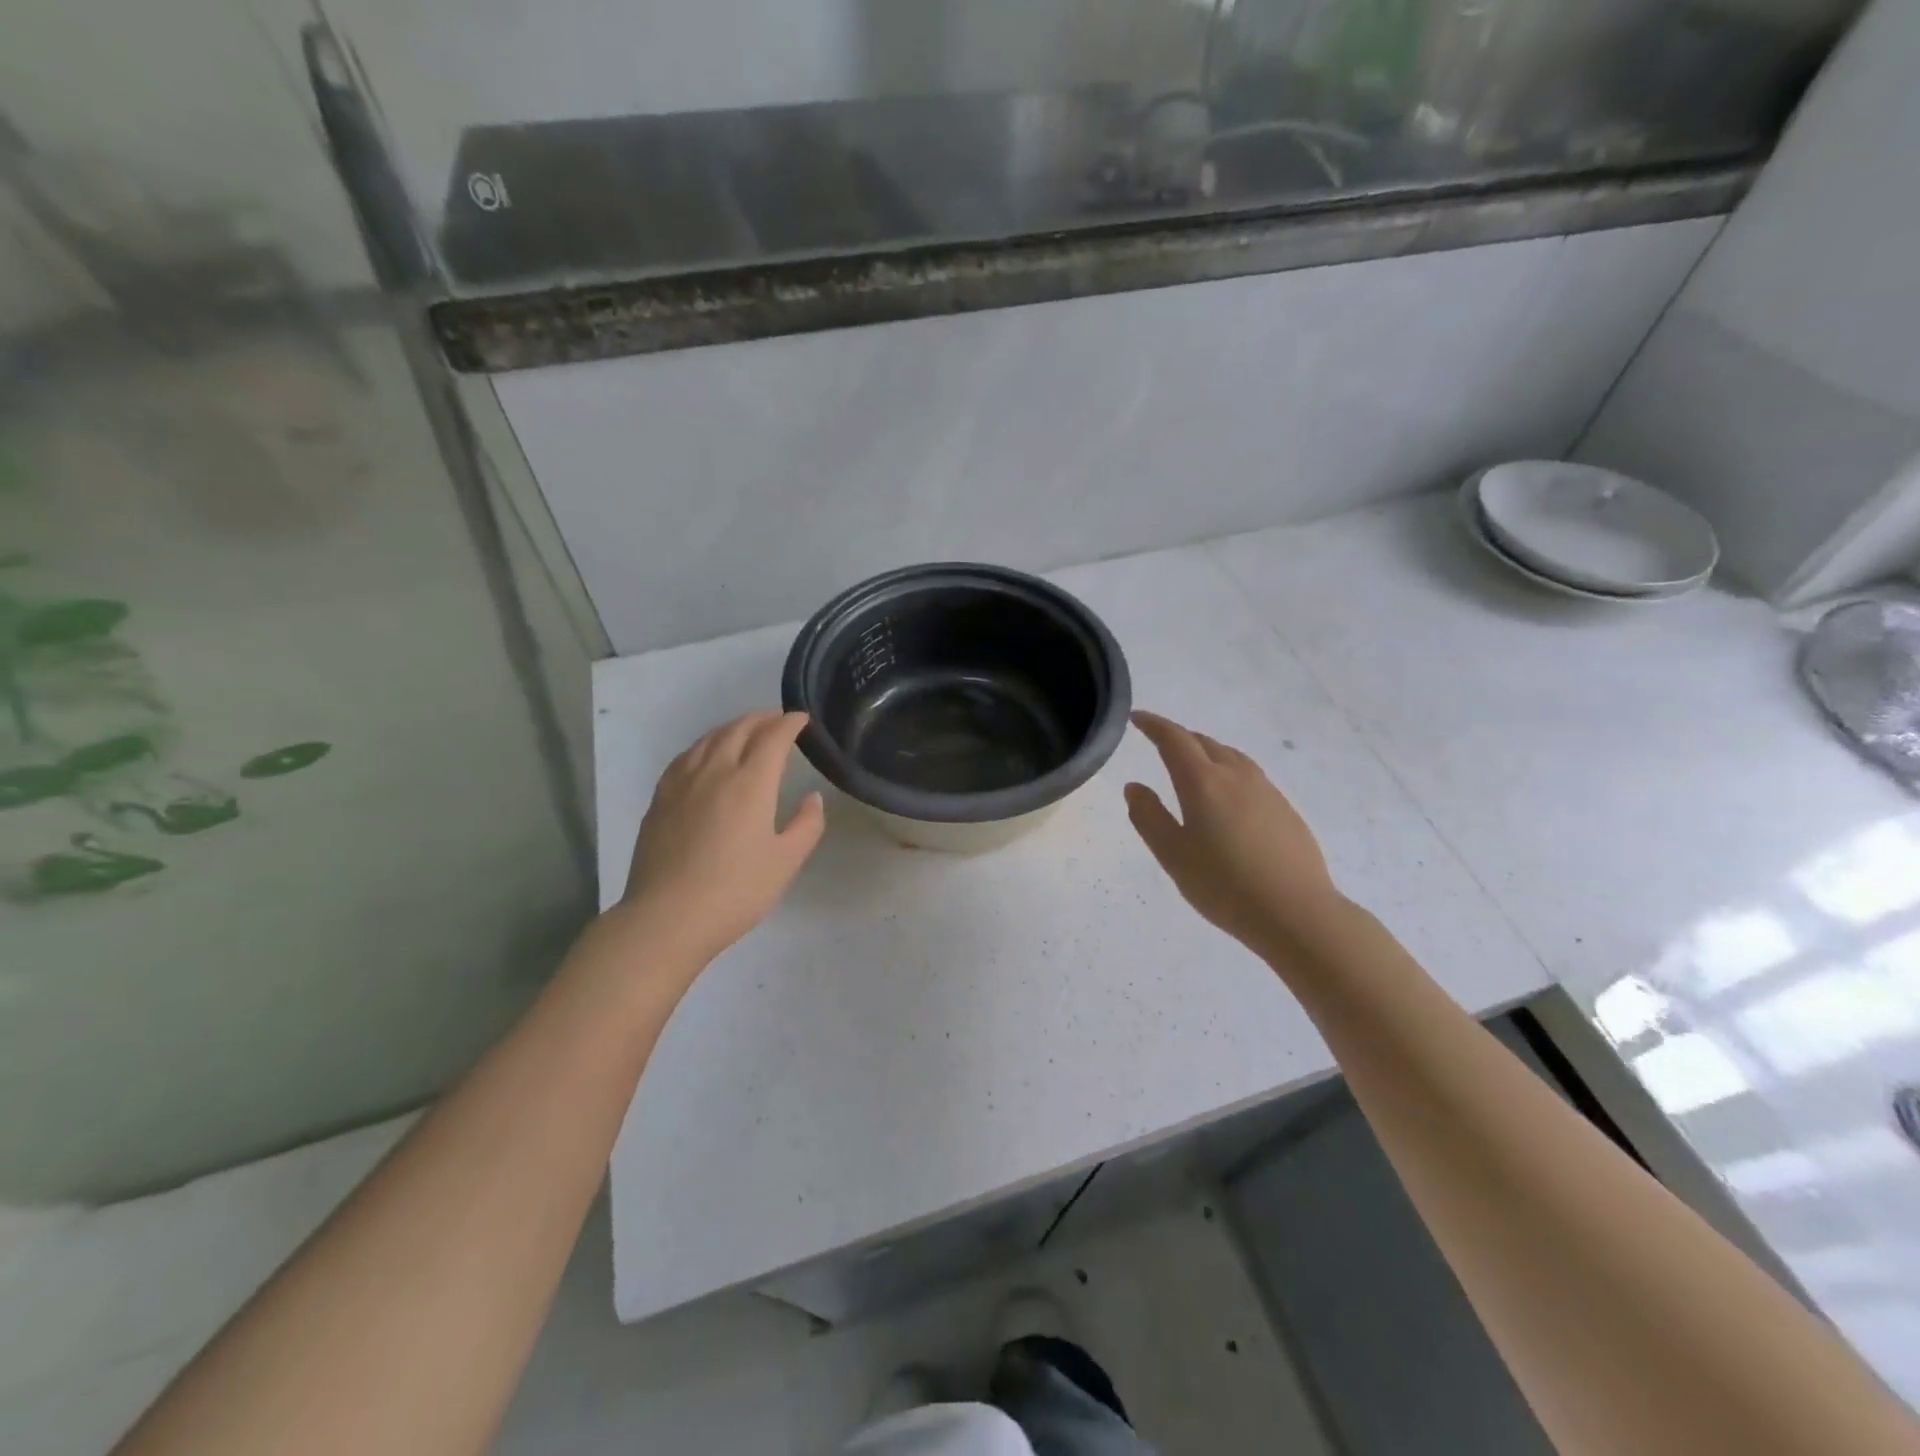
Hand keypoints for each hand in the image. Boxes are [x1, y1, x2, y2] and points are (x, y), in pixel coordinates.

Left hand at [612, 711, 824, 971]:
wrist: (667, 917)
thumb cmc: (735, 891)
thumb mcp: (786, 862)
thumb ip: (806, 825)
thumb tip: (812, 797)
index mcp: (750, 783)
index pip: (773, 738)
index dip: (790, 724)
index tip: (803, 719)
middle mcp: (715, 771)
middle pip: (739, 729)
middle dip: (762, 718)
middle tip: (778, 719)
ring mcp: (682, 783)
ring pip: (709, 739)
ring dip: (732, 727)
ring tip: (746, 730)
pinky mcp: (660, 798)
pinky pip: (686, 756)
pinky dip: (705, 745)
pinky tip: (705, 755)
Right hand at [1125, 711, 1344, 955]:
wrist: (1297, 913)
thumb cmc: (1224, 886)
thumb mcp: (1173, 855)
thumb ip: (1149, 817)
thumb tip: (1134, 786)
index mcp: (1203, 782)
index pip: (1174, 739)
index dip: (1154, 725)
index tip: (1137, 719)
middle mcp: (1236, 776)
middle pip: (1204, 743)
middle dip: (1179, 738)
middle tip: (1159, 743)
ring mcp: (1266, 791)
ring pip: (1230, 756)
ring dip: (1206, 751)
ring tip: (1192, 765)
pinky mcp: (1285, 809)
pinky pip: (1249, 776)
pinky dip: (1228, 771)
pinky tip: (1227, 797)